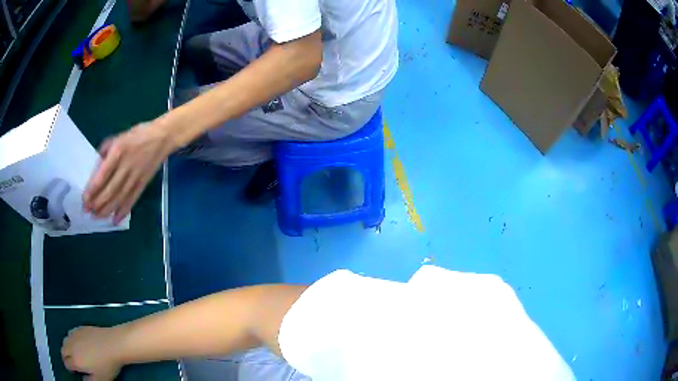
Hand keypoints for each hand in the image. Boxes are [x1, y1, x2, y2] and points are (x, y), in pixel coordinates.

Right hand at [61, 326, 124, 380]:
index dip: (69, 368)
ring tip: (72, 353)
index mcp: (75, 360)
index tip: (73, 371)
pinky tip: (77, 343)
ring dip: (66, 347)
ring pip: (65, 341)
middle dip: (65, 357)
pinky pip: (71, 333)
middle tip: (70, 362)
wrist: (113, 344)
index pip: (67, 364)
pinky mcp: (79, 328)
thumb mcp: (100, 379)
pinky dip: (71, 339)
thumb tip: (84, 380)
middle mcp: (72, 346)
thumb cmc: (107, 364)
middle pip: (63, 351)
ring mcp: (74, 335)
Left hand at [84, 122, 175, 222]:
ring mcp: (135, 176)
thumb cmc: (138, 134)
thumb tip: (97, 166)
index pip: (102, 175)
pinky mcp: (143, 183)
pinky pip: (132, 199)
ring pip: (120, 197)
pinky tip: (115, 220)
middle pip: (110, 190)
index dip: (92, 189)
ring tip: (97, 217)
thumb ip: (106, 150)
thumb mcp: (119, 137)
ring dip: (107, 209)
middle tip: (88, 211)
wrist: (162, 137)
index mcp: (118, 152)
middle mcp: (126, 166)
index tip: (84, 200)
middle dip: (98, 203)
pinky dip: (123, 211)